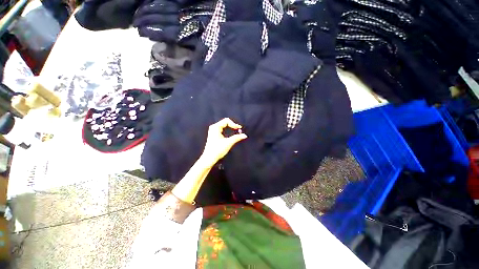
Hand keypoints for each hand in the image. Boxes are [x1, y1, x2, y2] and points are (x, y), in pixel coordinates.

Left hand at [200, 118, 247, 166]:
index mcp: (215, 127)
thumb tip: (244, 135)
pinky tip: (231, 134)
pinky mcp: (214, 135)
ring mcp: (213, 131)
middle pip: (225, 122)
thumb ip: (237, 137)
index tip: (239, 128)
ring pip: (224, 126)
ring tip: (236, 131)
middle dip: (232, 125)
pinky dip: (227, 130)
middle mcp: (213, 127)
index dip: (234, 124)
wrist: (209, 158)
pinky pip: (222, 129)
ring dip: (230, 128)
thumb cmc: (217, 150)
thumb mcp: (228, 143)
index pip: (226, 121)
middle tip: (239, 130)